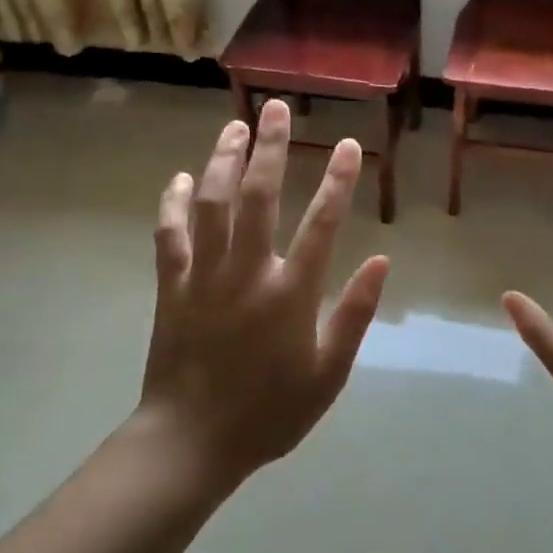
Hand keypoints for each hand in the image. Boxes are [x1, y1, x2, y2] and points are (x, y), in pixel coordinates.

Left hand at [136, 98, 389, 483]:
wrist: (191, 443)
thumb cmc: (269, 412)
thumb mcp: (329, 373)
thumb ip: (355, 314)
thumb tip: (383, 261)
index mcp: (290, 293)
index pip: (322, 223)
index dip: (338, 179)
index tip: (348, 143)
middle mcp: (247, 272)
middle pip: (259, 196)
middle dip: (270, 148)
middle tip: (276, 108)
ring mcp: (204, 276)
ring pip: (213, 204)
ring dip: (223, 161)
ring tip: (235, 126)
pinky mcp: (173, 287)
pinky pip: (170, 235)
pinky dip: (173, 204)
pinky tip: (179, 179)